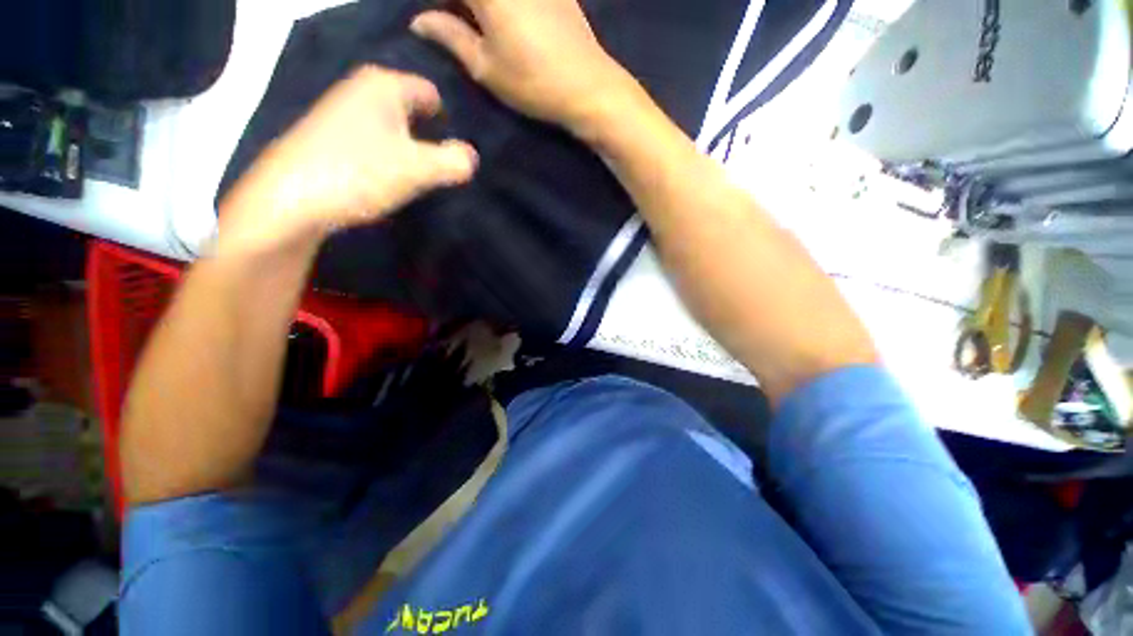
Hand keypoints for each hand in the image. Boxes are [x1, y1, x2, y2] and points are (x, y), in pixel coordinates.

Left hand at [217, 66, 477, 258]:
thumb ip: (454, 161)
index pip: (432, 93)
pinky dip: (390, 156)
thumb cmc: (359, 173)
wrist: (291, 199)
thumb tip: (472, 157)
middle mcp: (362, 89)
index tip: (459, 149)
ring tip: (423, 176)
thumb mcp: (419, 169)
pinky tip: (392, 178)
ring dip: (412, 149)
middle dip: (432, 135)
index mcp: (384, 85)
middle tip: (446, 166)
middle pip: (413, 109)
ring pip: (394, 126)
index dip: (450, 120)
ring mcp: (344, 113)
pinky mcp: (333, 138)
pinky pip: (376, 140)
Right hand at [410, 0, 639, 136]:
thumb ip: (450, 36)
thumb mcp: (485, 66)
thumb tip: (419, 21)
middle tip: (446, 21)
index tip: (430, 17)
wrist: (588, 87)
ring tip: (468, 21)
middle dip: (455, 4)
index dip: (437, 3)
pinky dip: (499, 5)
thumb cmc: (533, 82)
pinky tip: (495, 17)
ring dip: (477, 7)